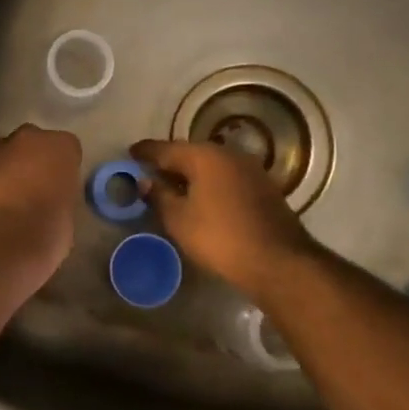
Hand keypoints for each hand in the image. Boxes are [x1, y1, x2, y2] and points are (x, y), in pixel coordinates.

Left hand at [0, 124, 82, 277]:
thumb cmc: (45, 233)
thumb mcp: (67, 219)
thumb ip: (59, 200)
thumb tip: (49, 207)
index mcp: (61, 147)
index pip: (67, 150)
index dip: (61, 170)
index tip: (58, 191)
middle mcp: (27, 137)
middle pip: (31, 145)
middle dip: (29, 163)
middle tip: (31, 194)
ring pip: (0, 155)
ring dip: (2, 173)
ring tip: (3, 206)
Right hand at [131, 138, 318, 294]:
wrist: (278, 261)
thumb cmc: (220, 238)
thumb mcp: (179, 219)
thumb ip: (159, 196)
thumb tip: (144, 181)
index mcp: (204, 156)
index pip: (165, 148)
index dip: (145, 152)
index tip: (130, 153)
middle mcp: (228, 154)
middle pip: (190, 153)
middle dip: (169, 162)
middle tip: (150, 172)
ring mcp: (250, 168)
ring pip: (211, 165)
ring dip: (191, 173)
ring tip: (173, 186)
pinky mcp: (263, 186)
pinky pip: (226, 177)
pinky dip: (210, 183)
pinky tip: (202, 197)